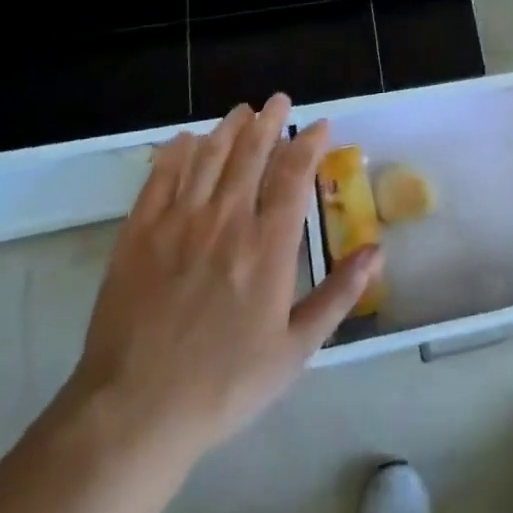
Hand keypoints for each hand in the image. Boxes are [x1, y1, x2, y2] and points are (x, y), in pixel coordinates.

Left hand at [59, 96, 380, 491]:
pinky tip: (185, 140)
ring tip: (241, 111)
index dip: (308, 144)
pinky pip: (160, 179)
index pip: (294, 176)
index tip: (319, 125)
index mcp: (268, 247)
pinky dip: (175, 154)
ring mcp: (178, 224)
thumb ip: (338, 295)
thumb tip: (377, 251)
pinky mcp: (138, 235)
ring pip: (208, 158)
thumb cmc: (225, 384)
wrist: (135, 411)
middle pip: (250, 154)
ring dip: (228, 129)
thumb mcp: (295, 349)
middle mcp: (226, 221)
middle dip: (269, 122)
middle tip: (278, 100)